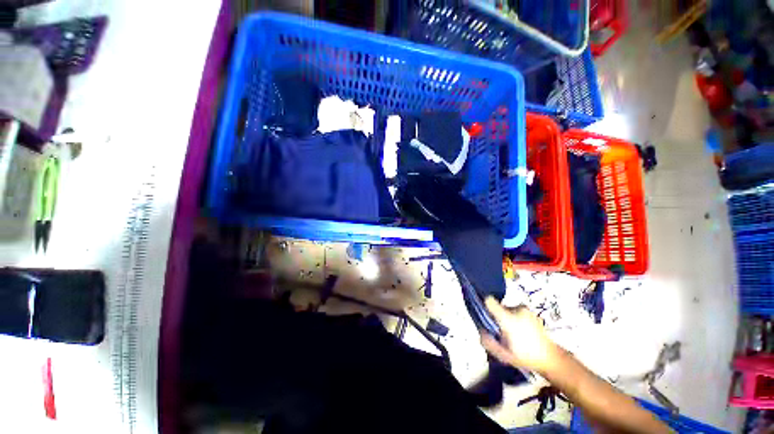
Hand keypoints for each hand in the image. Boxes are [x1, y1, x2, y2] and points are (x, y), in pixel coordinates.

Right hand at [480, 297, 559, 373]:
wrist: (551, 358)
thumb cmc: (525, 357)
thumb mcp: (502, 355)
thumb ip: (488, 342)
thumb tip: (481, 330)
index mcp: (508, 319)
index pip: (489, 301)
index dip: (485, 307)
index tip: (487, 317)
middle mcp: (516, 309)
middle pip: (498, 307)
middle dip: (498, 318)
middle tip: (502, 333)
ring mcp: (525, 309)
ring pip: (507, 310)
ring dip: (507, 319)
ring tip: (514, 334)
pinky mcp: (531, 311)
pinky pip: (516, 311)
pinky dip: (515, 319)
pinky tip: (521, 332)